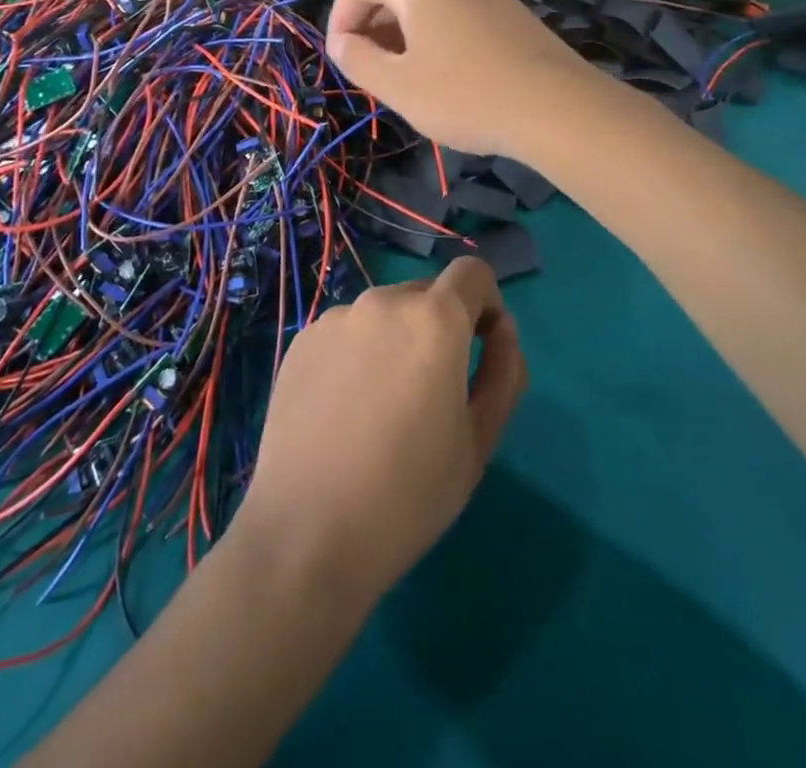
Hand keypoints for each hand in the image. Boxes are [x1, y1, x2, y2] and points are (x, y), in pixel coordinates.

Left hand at [234, 258, 527, 604]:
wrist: (307, 533)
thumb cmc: (408, 494)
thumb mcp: (479, 440)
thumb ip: (504, 372)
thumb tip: (502, 330)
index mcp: (434, 319)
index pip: (473, 273)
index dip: (486, 304)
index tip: (480, 348)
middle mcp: (383, 301)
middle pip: (427, 294)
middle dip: (441, 327)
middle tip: (432, 393)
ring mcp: (335, 318)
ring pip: (384, 314)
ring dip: (397, 340)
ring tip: (382, 407)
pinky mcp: (301, 340)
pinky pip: (346, 332)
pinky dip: (358, 354)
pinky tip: (344, 409)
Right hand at [326, 0, 597, 158]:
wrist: (557, 107)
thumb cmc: (465, 95)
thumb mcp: (397, 86)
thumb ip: (356, 59)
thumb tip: (339, 42)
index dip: (339, 17)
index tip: (342, 57)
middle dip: (372, 26)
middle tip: (371, 72)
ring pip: (427, 0)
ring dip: (403, 33)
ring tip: (407, 77)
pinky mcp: (509, 7)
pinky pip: (456, 10)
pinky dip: (436, 33)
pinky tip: (447, 74)